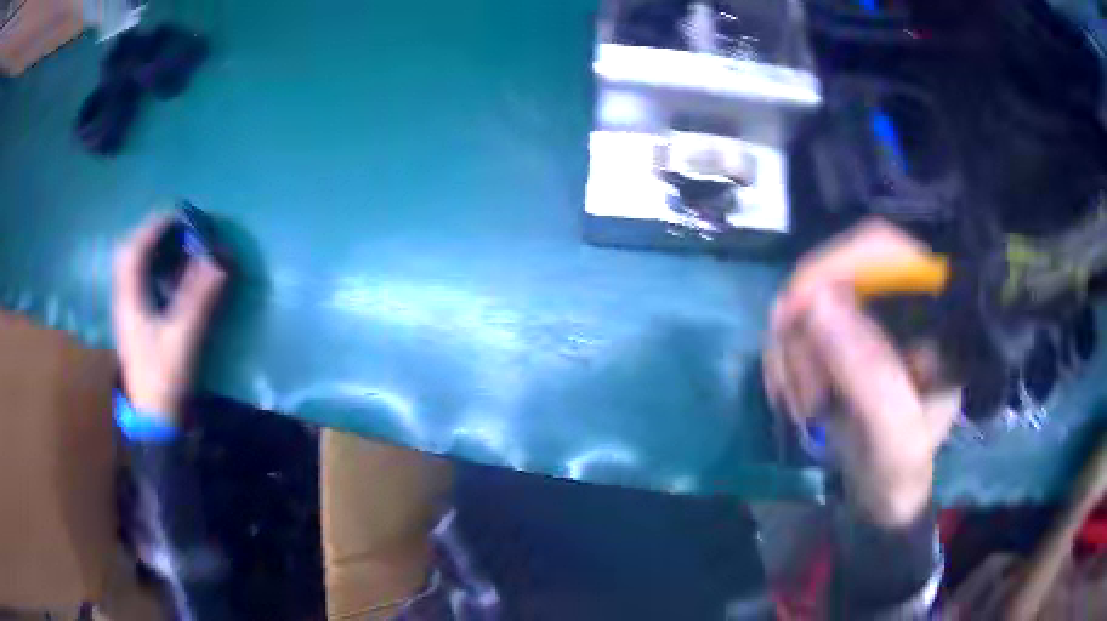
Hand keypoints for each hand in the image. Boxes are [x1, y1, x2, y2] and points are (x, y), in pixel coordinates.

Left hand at [113, 214, 225, 422]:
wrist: (153, 419)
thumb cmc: (164, 378)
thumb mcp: (183, 338)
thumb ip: (200, 298)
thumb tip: (220, 261)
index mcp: (129, 300)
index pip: (135, 249)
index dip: (155, 226)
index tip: (180, 215)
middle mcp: (123, 299)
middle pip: (127, 253)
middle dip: (150, 233)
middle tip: (175, 227)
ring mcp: (126, 311)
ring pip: (130, 267)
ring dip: (149, 248)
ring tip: (172, 242)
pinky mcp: (133, 322)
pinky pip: (137, 281)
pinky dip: (150, 267)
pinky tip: (165, 272)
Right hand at [764, 219, 959, 526]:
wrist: (882, 495)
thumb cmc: (900, 471)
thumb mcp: (896, 436)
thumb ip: (870, 375)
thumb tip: (816, 302)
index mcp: (938, 314)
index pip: (887, 250)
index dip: (838, 263)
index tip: (795, 307)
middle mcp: (905, 301)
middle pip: (838, 270)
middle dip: (806, 330)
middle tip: (802, 391)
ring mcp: (872, 314)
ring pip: (809, 298)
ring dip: (791, 352)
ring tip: (802, 405)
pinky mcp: (845, 331)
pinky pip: (796, 323)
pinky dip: (784, 359)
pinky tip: (792, 394)